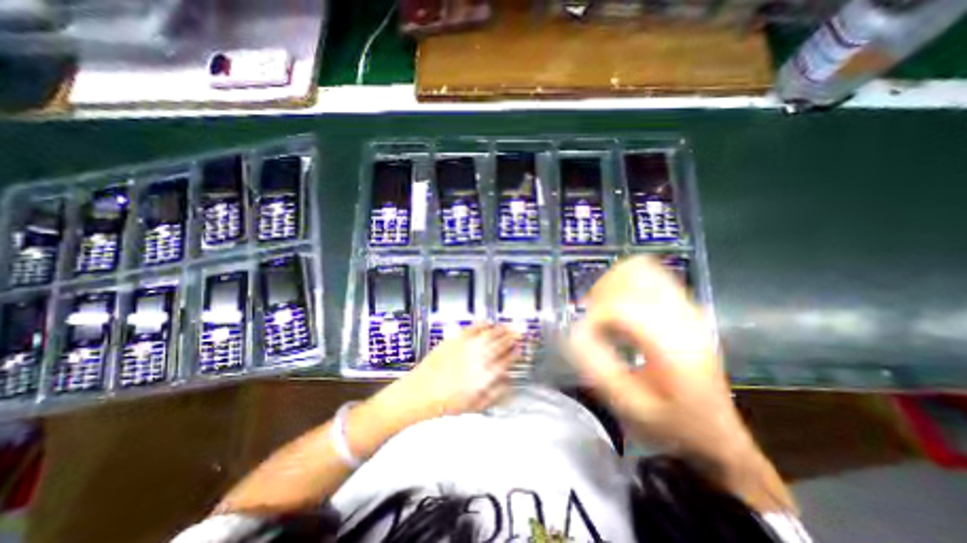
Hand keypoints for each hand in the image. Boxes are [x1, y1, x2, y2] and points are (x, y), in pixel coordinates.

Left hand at [371, 322, 521, 428]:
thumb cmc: (445, 406)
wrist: (418, 395)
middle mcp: (478, 359)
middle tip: (520, 332)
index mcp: (485, 376)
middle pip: (501, 343)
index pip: (506, 360)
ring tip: (509, 326)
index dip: (516, 353)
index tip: (521, 349)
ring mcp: (466, 347)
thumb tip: (508, 383)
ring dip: (501, 329)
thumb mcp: (474, 407)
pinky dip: (482, 324)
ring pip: (489, 334)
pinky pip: (472, 328)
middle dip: (513, 336)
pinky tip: (487, 322)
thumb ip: (495, 394)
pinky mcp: (454, 340)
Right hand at [569, 255, 732, 453]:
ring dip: (612, 284)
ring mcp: (687, 306)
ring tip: (603, 310)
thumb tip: (575, 332)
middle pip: (631, 277)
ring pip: (640, 268)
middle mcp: (684, 317)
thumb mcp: (631, 407)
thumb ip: (599, 367)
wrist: (715, 431)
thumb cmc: (672, 423)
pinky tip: (618, 304)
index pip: (622, 308)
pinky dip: (625, 281)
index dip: (594, 317)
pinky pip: (649, 274)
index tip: (584, 336)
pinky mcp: (683, 305)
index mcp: (675, 345)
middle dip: (601, 293)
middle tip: (591, 320)